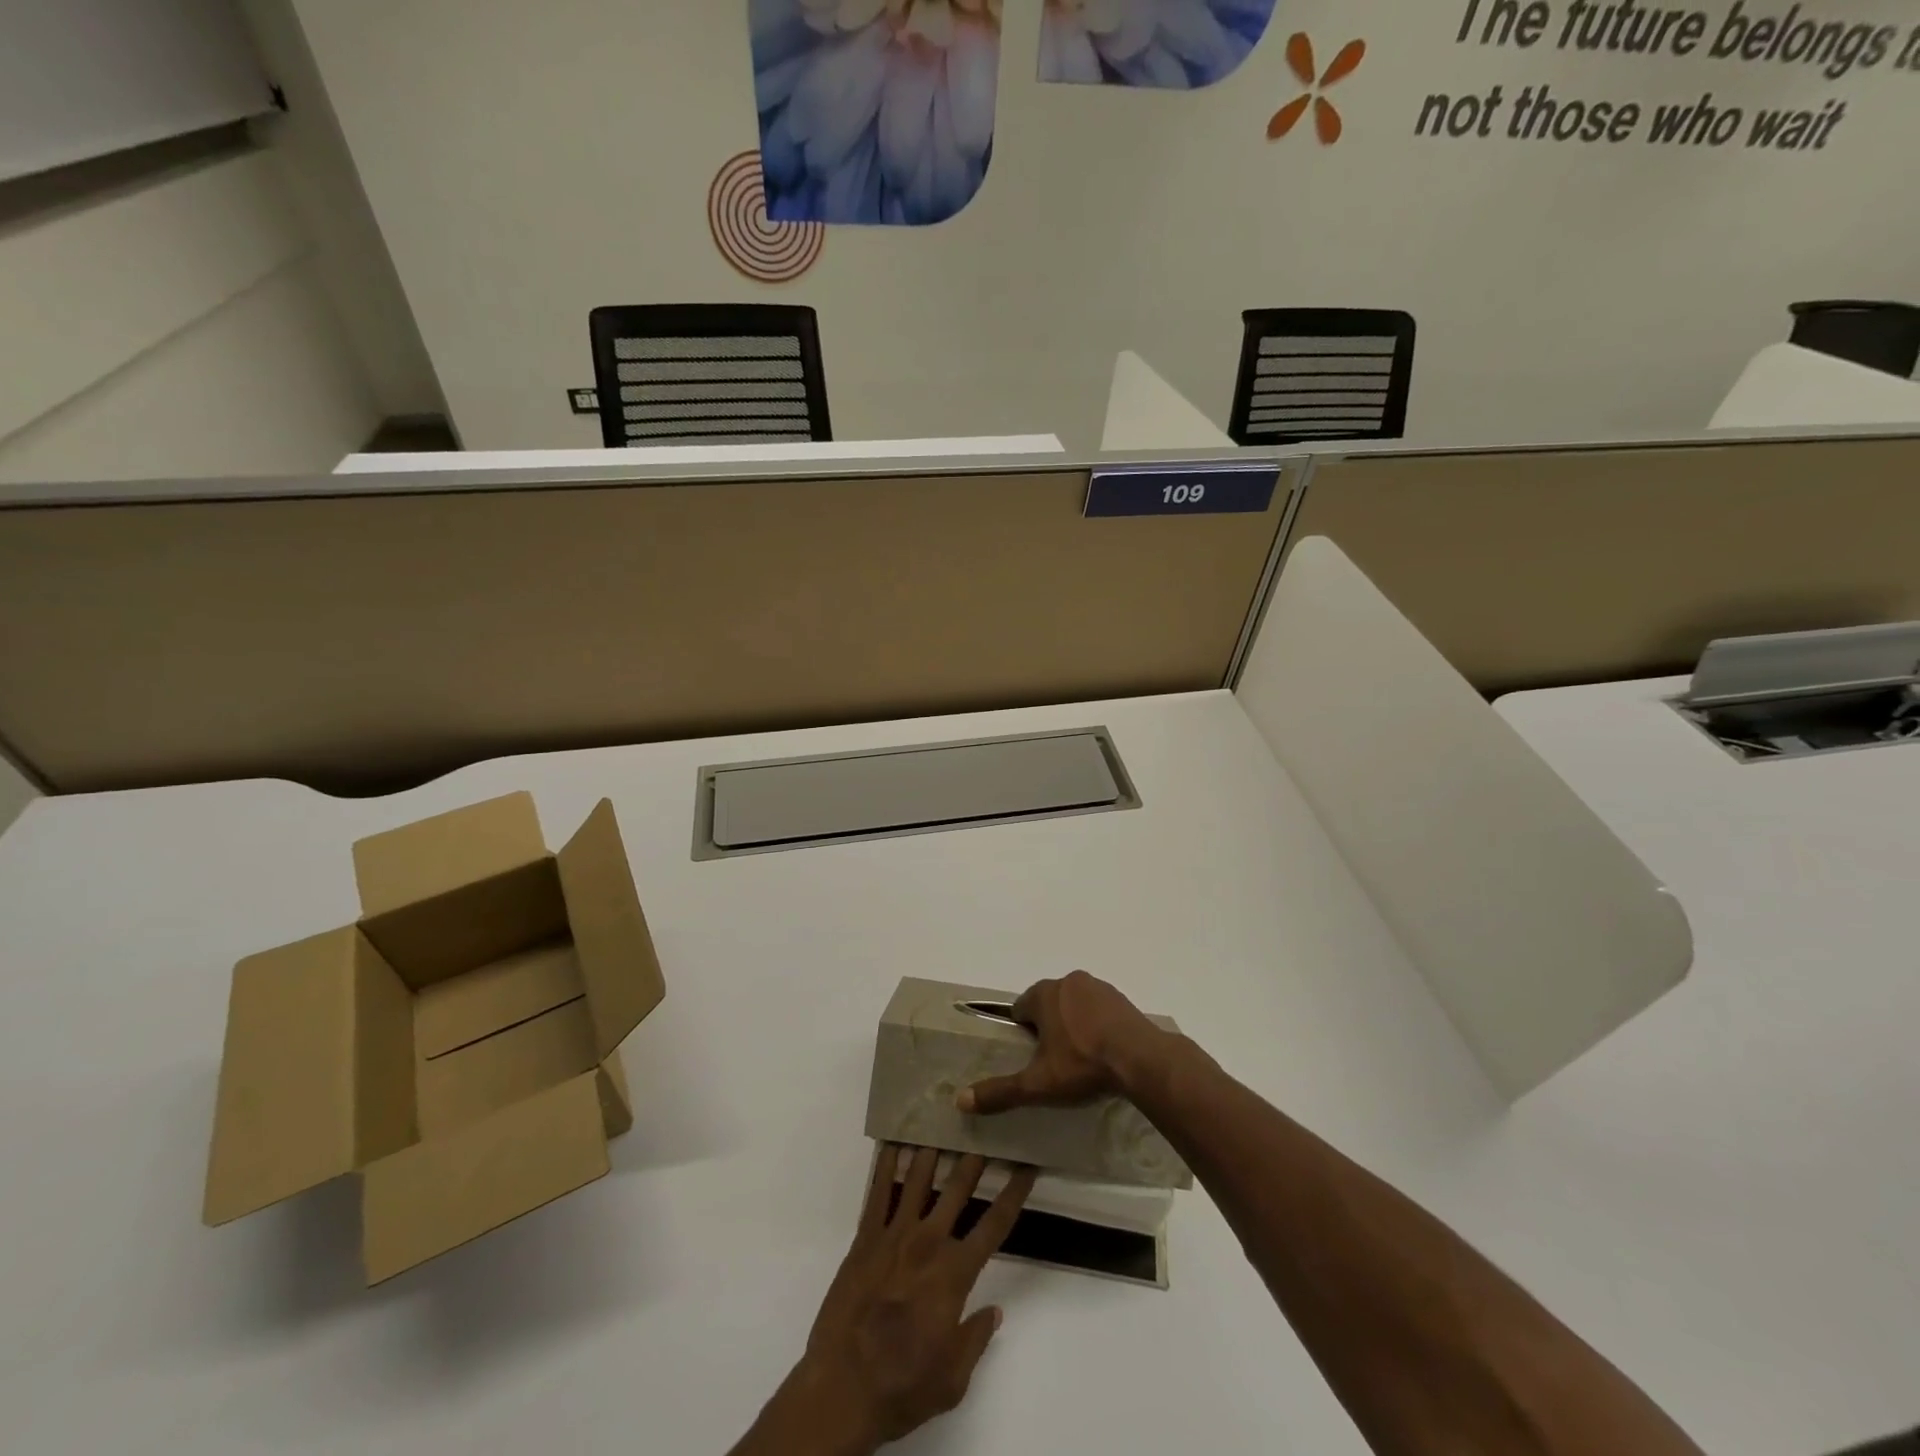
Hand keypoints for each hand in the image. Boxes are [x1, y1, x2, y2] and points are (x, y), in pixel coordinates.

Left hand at [734, 1145, 1036, 1454]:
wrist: (841, 1388)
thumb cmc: (902, 1387)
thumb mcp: (953, 1379)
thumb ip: (976, 1338)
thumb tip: (994, 1310)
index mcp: (954, 1273)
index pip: (995, 1223)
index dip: (1014, 1192)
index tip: (1027, 1165)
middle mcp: (928, 1242)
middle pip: (958, 1187)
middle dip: (976, 1156)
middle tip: (986, 1126)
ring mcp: (893, 1234)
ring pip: (918, 1178)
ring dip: (934, 1149)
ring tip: (943, 1120)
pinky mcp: (864, 1237)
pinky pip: (877, 1191)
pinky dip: (886, 1164)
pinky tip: (893, 1141)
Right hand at [957, 971, 1161, 1114]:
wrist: (1140, 1058)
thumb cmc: (1082, 1064)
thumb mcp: (1038, 1083)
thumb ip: (1001, 1090)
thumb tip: (961, 1099)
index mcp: (1044, 994)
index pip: (1021, 1008)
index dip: (1022, 1031)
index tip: (1031, 1055)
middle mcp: (1068, 981)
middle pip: (1048, 1003)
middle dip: (1048, 1026)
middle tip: (1054, 1059)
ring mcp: (1098, 987)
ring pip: (1074, 1003)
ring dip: (1073, 1022)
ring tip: (1081, 1056)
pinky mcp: (1121, 997)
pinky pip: (1099, 1008)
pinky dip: (1097, 1023)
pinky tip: (1103, 1049)